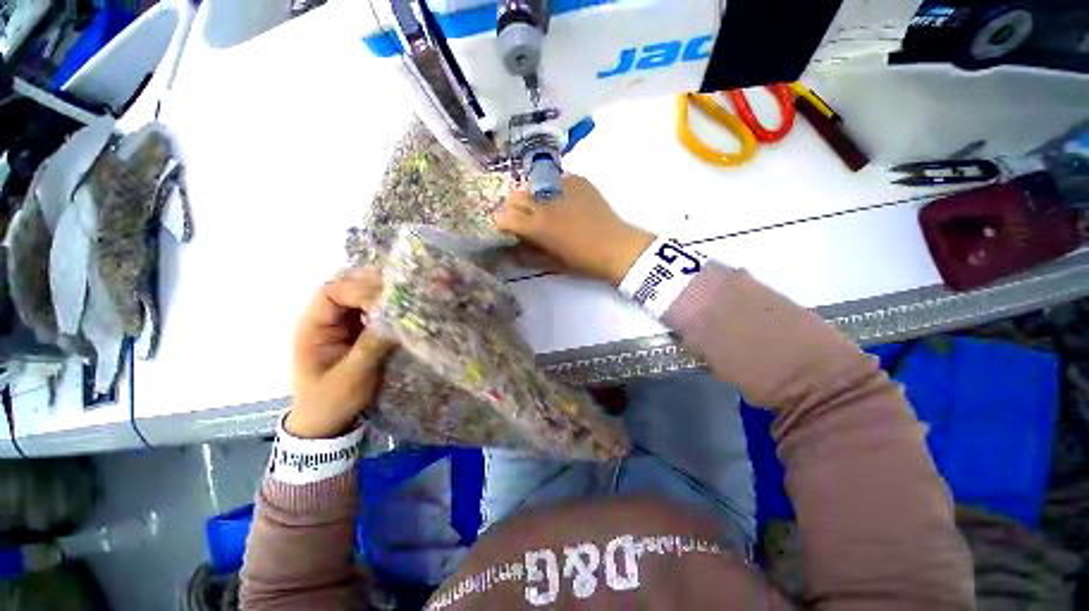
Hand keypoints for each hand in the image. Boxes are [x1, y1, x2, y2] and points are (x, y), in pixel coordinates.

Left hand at [286, 267, 395, 438]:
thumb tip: (397, 319)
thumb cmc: (332, 401)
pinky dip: (388, 308)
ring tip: (408, 298)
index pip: (332, 293)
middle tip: (404, 292)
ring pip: (362, 298)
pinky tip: (404, 310)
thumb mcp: (352, 377)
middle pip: (348, 289)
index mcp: (313, 327)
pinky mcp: (358, 332)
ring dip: (384, 296)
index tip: (388, 302)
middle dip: (375, 288)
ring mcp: (343, 324)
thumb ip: (372, 346)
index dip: (359, 291)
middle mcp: (326, 319)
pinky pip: (373, 312)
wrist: (328, 422)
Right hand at [494, 175, 654, 285]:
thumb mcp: (551, 263)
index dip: (503, 223)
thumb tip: (513, 248)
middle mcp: (543, 203)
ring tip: (545, 206)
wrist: (617, 247)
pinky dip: (555, 189)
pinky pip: (557, 179)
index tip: (509, 229)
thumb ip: (528, 254)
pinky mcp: (578, 180)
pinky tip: (566, 200)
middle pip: (515, 196)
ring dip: (533, 196)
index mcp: (536, 227)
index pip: (504, 217)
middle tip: (526, 217)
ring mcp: (561, 187)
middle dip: (515, 208)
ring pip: (534, 185)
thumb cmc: (583, 261)